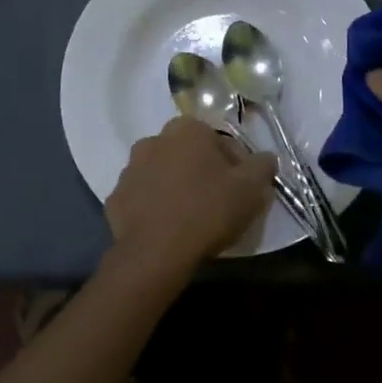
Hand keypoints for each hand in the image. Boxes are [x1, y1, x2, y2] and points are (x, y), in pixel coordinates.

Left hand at [104, 117, 278, 282]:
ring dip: (174, 187)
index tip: (240, 190)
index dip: (235, 165)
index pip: (219, 141)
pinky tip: (166, 228)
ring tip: (189, 217)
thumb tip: (266, 158)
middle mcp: (154, 139)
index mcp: (187, 129)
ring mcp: (129, 169)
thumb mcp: (250, 188)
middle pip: (188, 154)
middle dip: (201, 172)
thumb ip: (263, 166)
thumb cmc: (207, 210)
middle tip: (216, 202)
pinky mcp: (115, 198)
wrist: (156, 252)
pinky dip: (153, 207)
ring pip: (162, 173)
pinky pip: (142, 198)